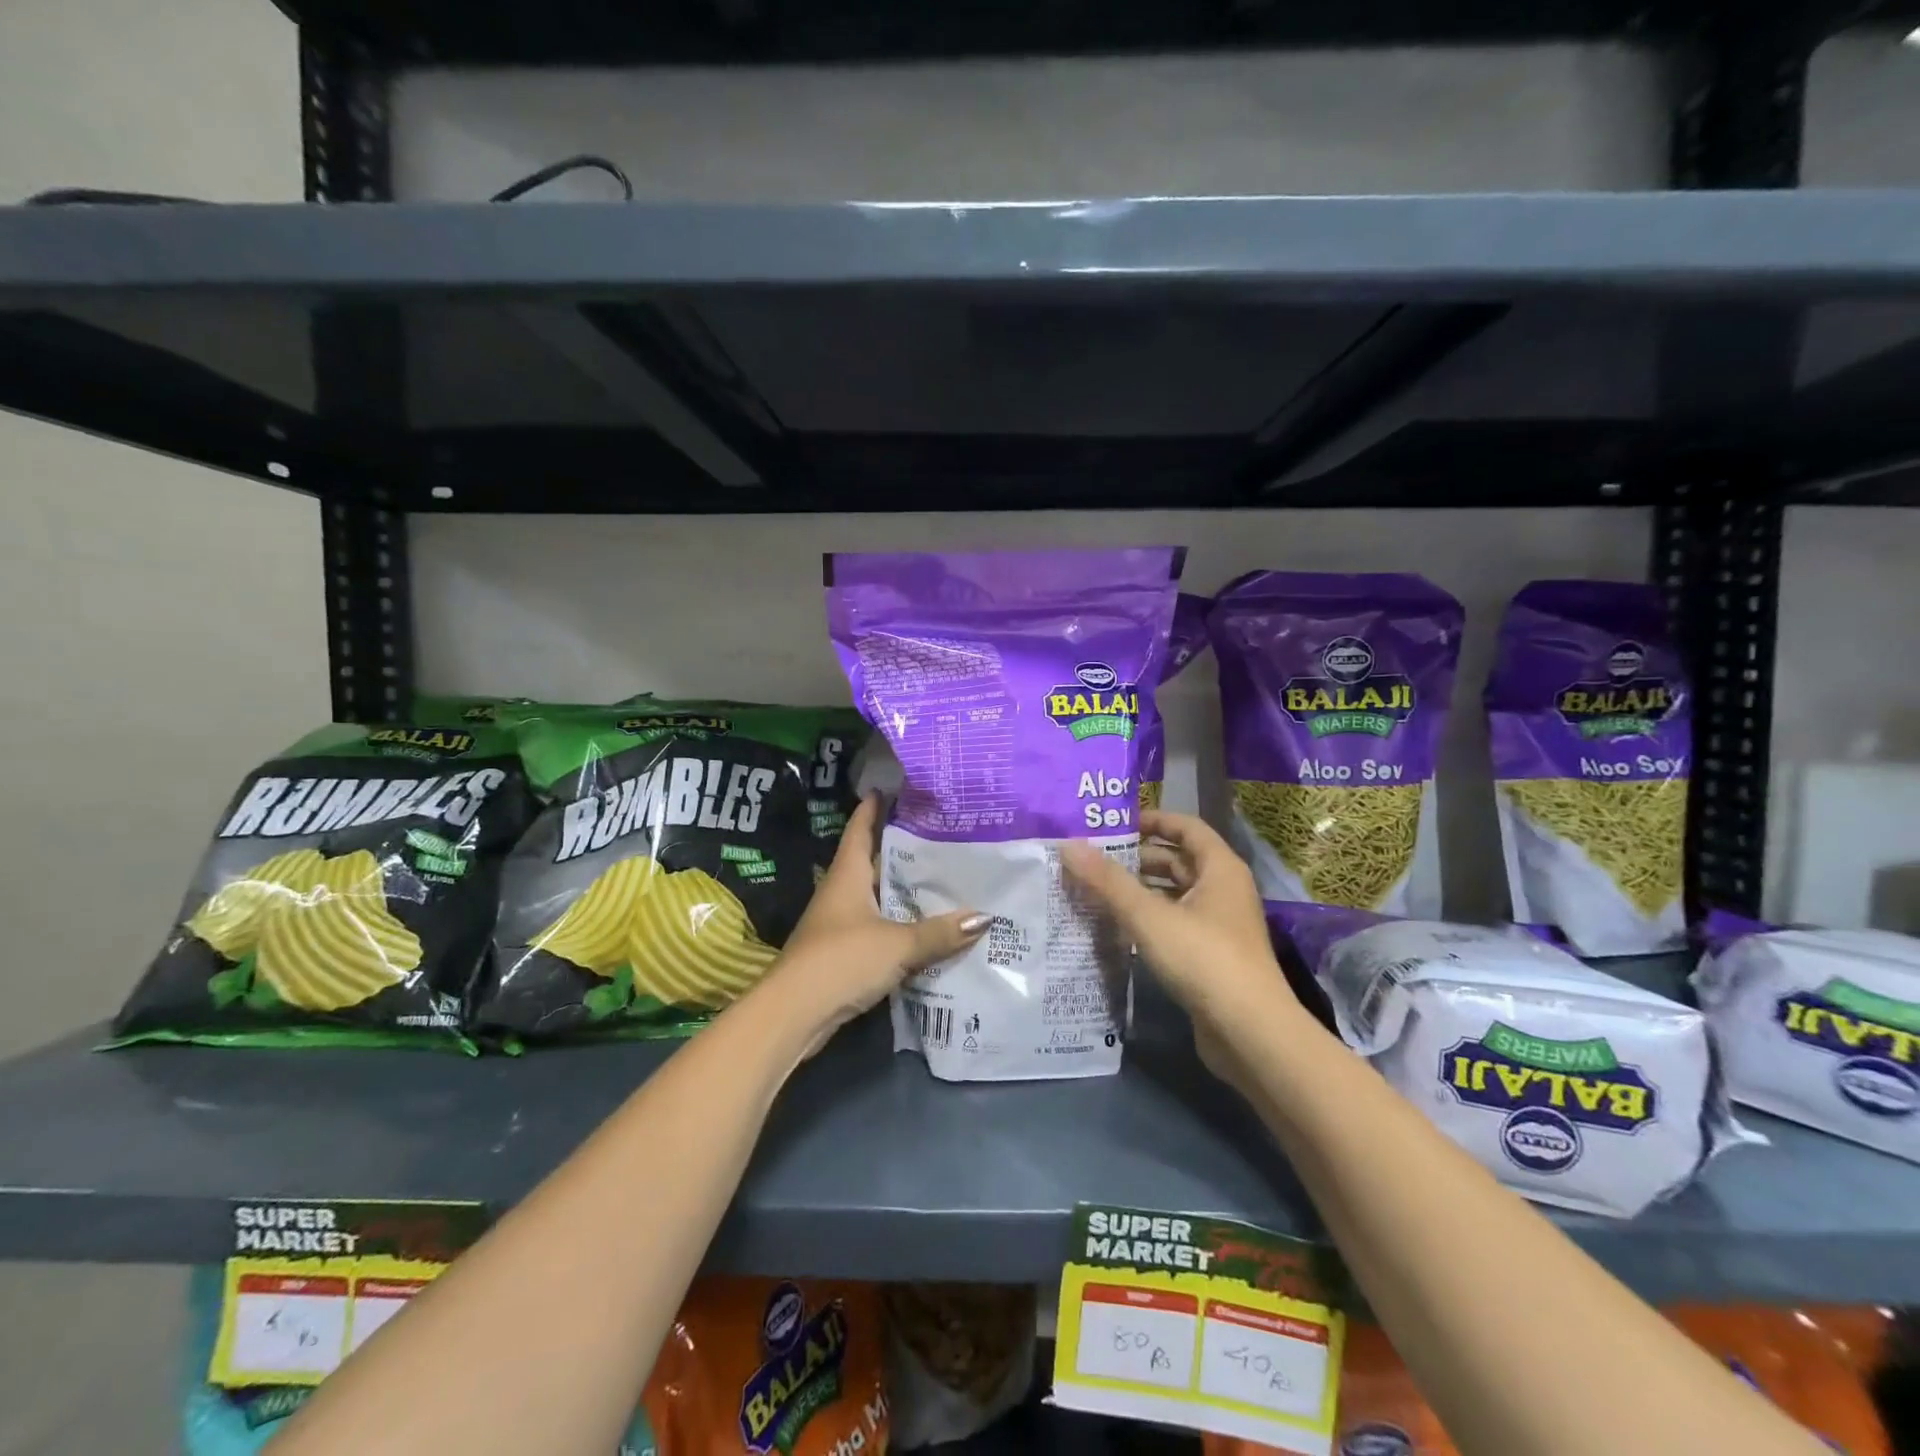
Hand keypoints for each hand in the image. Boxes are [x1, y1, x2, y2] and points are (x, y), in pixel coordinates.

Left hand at [770, 795, 988, 1054]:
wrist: (794, 1014)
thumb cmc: (841, 961)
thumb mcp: (897, 944)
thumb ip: (939, 932)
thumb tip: (985, 917)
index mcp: (847, 874)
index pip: (860, 828)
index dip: (874, 806)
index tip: (894, 788)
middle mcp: (841, 892)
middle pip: (872, 861)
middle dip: (901, 847)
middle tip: (941, 834)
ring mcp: (840, 923)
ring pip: (877, 896)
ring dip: (903, 889)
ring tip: (943, 877)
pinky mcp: (844, 952)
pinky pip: (878, 926)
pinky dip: (900, 922)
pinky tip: (927, 926)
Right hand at [1062, 810, 1297, 1039]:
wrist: (1250, 1033)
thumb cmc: (1204, 959)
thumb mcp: (1149, 916)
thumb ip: (1108, 881)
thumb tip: (1069, 845)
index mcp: (1220, 868)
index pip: (1186, 826)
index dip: (1152, 820)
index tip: (1113, 825)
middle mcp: (1224, 890)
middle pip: (1178, 860)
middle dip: (1137, 858)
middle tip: (1093, 860)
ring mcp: (1219, 925)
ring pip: (1175, 894)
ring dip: (1140, 890)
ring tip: (1097, 890)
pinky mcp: (1211, 956)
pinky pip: (1175, 923)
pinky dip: (1149, 919)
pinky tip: (1118, 927)